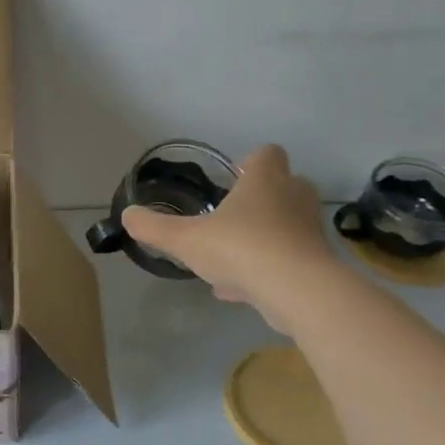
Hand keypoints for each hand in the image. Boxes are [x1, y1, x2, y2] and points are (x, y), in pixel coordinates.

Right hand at [119, 144, 342, 329]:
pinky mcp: (316, 263)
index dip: (249, 163)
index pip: (267, 153)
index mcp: (266, 179)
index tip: (231, 181)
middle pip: (281, 187)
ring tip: (228, 259)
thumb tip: (128, 216)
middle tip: (228, 218)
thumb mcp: (184, 238)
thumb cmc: (240, 247)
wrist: (297, 290)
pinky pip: (287, 258)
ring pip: (284, 226)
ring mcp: (309, 230)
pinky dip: (267, 268)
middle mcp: (294, 197)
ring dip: (261, 237)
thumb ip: (154, 227)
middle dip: (257, 201)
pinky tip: (237, 289)